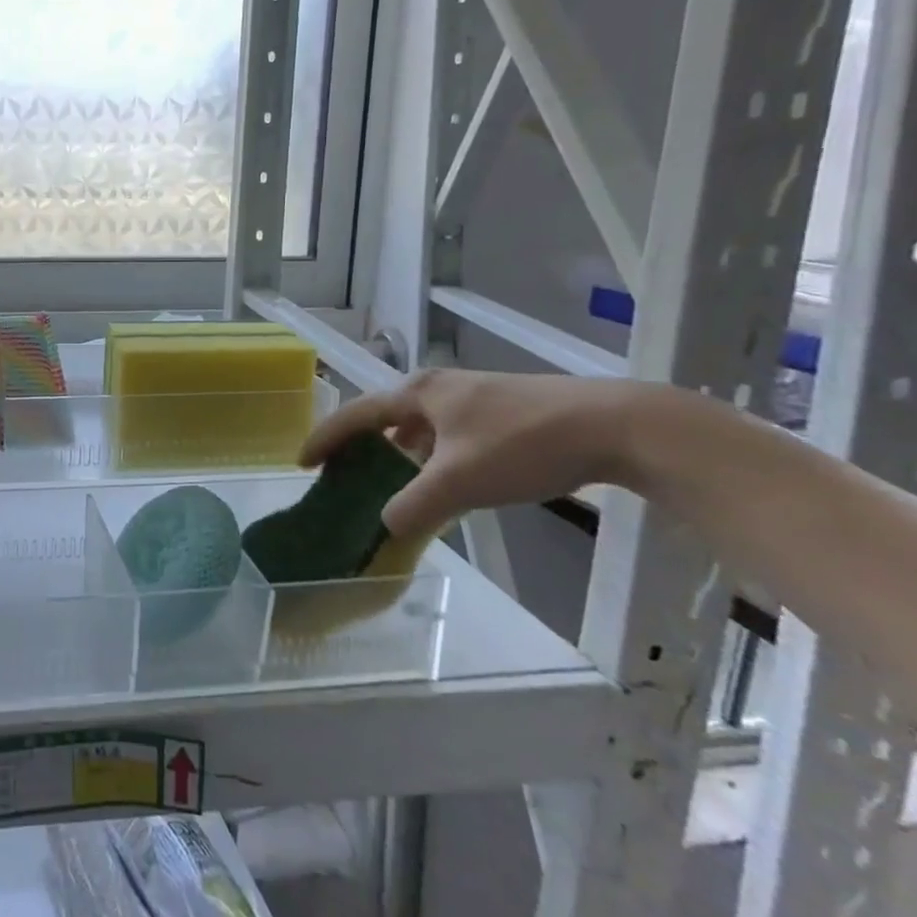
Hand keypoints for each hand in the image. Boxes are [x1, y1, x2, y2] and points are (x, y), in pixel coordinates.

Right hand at [299, 369, 640, 542]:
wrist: (614, 424)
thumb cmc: (523, 443)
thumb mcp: (460, 481)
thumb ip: (415, 505)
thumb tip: (384, 526)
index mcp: (418, 393)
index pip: (357, 415)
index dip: (326, 438)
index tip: (302, 463)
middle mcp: (439, 389)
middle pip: (386, 418)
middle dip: (362, 447)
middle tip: (344, 475)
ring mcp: (474, 398)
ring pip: (421, 429)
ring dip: (401, 456)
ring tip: (392, 487)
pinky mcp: (504, 412)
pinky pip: (449, 437)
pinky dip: (434, 460)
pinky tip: (447, 485)